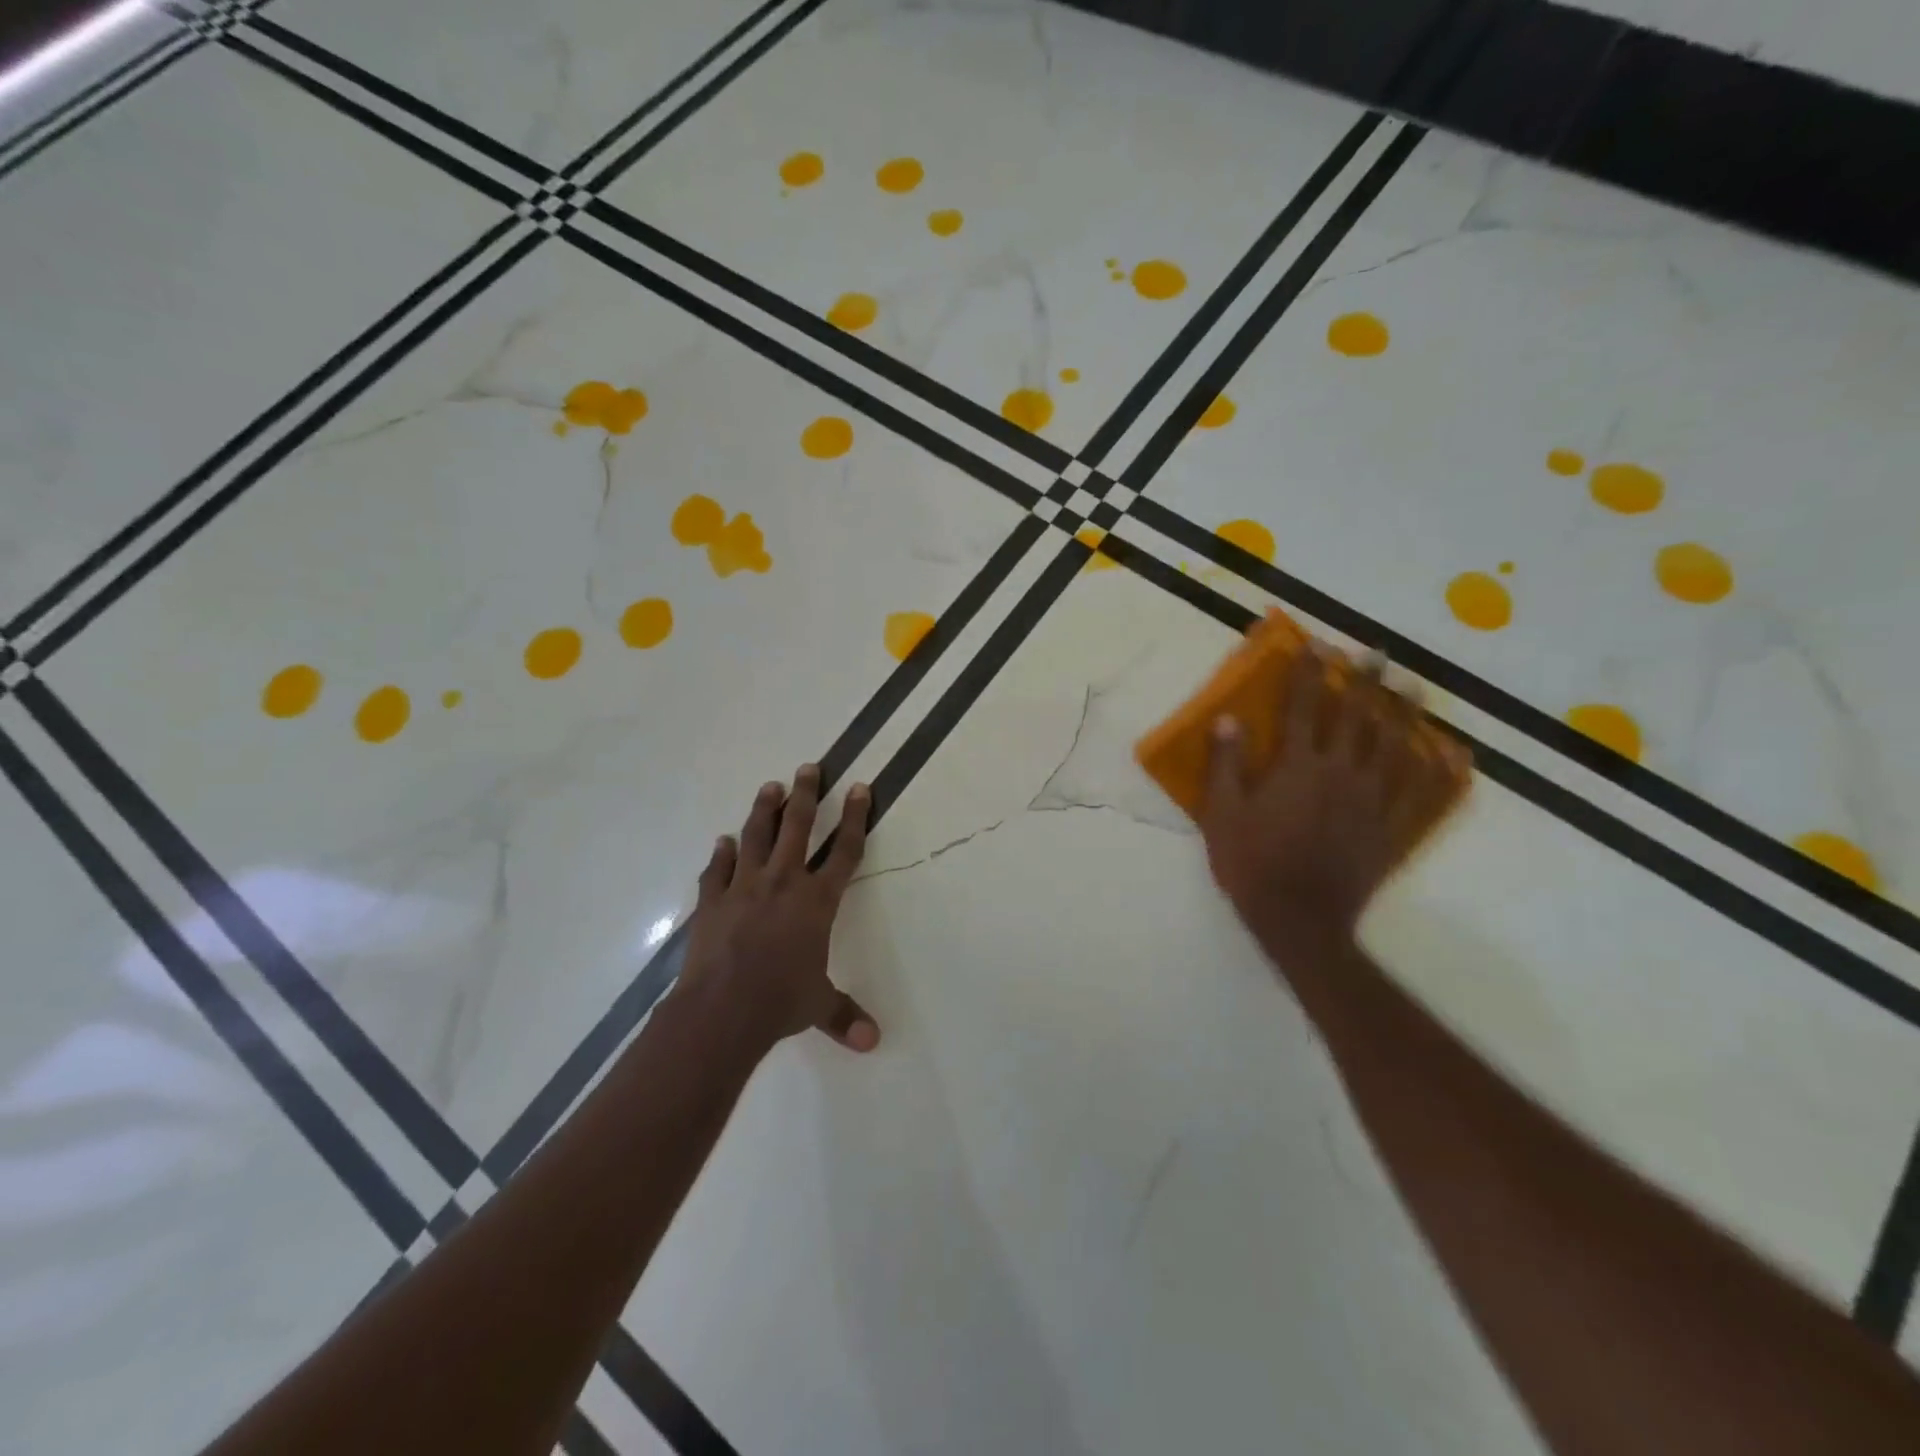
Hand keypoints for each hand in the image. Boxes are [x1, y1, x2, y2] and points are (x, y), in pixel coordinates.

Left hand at [674, 765, 879, 1055]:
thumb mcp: (818, 1005)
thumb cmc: (780, 1001)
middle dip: (806, 795)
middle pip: (798, 828)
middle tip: (809, 768)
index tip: (859, 788)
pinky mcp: (712, 901)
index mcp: (817, 901)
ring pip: (757, 837)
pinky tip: (723, 841)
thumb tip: (873, 1042)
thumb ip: (844, 1015)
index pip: (845, 851)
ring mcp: (744, 887)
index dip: (856, 818)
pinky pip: (717, 869)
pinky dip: (721, 854)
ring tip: (770, 787)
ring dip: (764, 810)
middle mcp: (783, 883)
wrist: (721, 1010)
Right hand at [1199, 645, 1465, 966]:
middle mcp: (1340, 773)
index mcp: (1298, 767)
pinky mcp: (1391, 828)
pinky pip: (1422, 793)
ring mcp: (1372, 800)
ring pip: (1394, 747)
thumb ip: (1226, 764)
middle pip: (1356, 717)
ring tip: (1413, 687)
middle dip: (1363, 681)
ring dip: (1404, 713)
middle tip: (1374, 652)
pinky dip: (1438, 771)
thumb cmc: (1251, 865)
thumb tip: (1227, 719)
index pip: (1302, 707)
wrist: (1298, 920)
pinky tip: (1451, 754)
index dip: (1307, 673)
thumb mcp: (1221, 814)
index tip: (1314, 644)